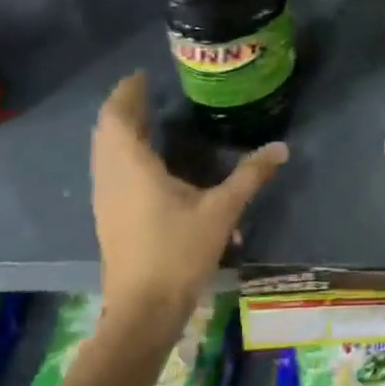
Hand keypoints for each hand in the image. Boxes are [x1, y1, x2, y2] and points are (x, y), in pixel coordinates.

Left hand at [91, 73, 286, 330]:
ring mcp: (105, 199)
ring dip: (120, 132)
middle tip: (148, 93)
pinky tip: (147, 163)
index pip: (117, 116)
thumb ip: (250, 175)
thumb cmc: (178, 253)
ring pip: (104, 153)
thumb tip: (280, 148)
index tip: (143, 75)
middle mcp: (110, 177)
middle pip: (106, 131)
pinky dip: (121, 153)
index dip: (127, 92)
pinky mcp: (108, 217)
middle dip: (124, 109)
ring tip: (146, 120)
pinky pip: (108, 170)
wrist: (143, 310)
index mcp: (132, 167)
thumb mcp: (221, 211)